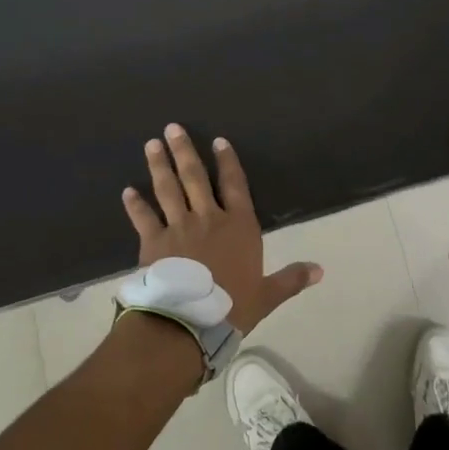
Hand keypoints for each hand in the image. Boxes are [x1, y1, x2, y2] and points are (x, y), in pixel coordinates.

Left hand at [122, 124, 322, 334]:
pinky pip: (143, 218)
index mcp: (239, 226)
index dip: (227, 161)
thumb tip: (321, 270)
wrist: (190, 321)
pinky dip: (135, 204)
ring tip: (152, 144)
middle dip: (185, 151)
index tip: (218, 140)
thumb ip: (292, 278)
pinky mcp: (153, 242)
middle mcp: (208, 218)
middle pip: (195, 178)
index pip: (234, 185)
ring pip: (168, 189)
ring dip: (160, 166)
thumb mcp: (268, 295)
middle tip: (173, 128)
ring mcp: (178, 228)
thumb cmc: (233, 307)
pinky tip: (127, 191)